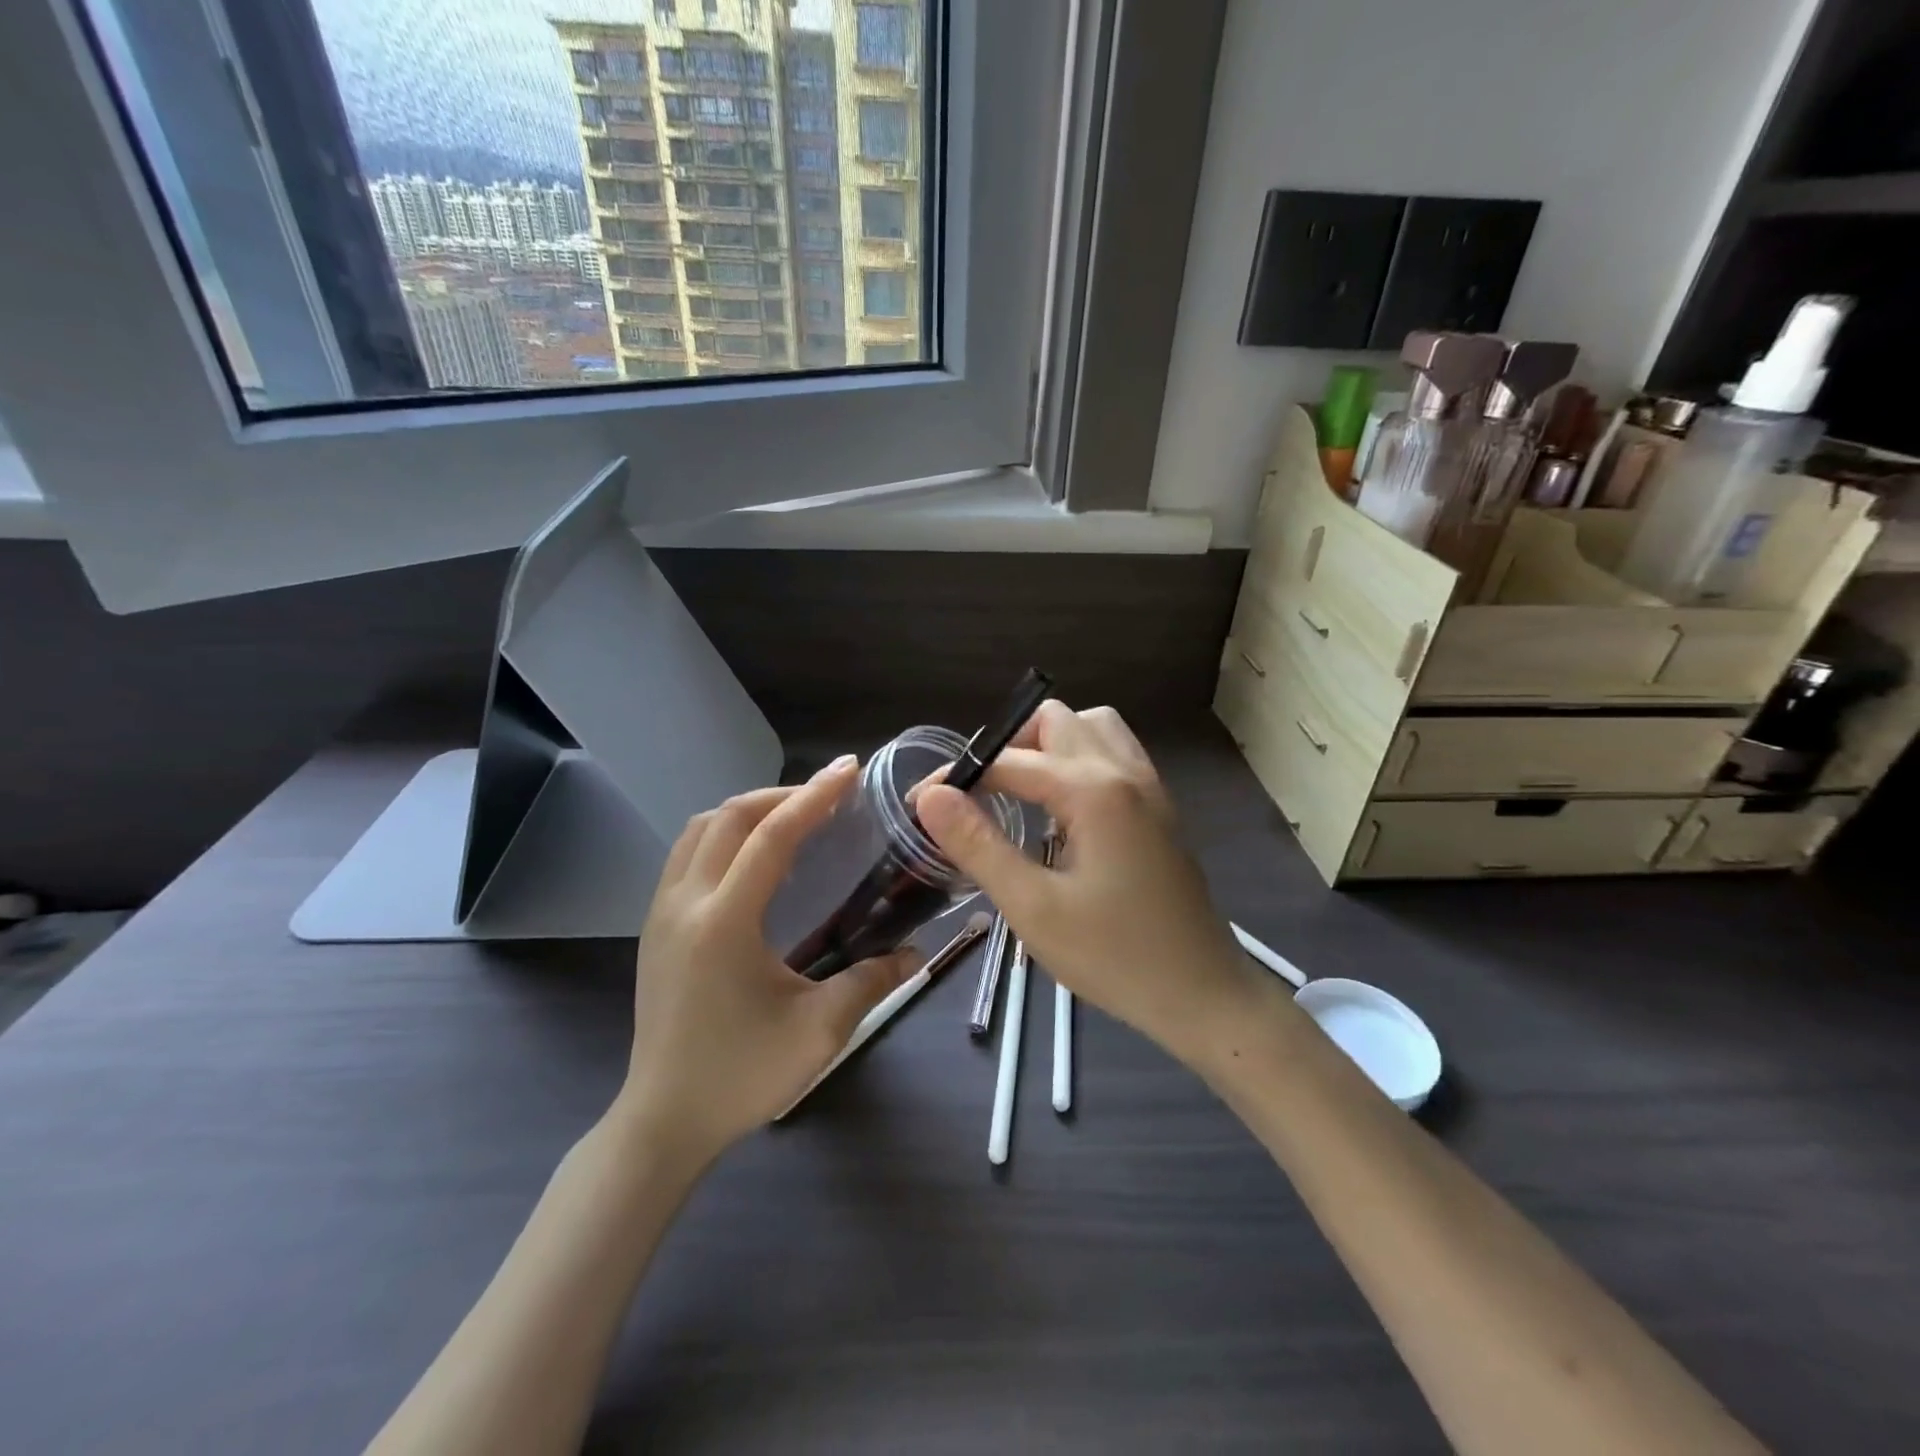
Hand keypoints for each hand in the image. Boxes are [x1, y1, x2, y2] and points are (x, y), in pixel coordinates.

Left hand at [618, 756, 918, 1158]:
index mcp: (724, 922)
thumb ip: (871, 981)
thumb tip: (916, 952)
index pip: (771, 836)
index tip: (850, 770)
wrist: (663, 1120)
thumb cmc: (741, 1076)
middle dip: (784, 795)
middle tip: (831, 796)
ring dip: (749, 811)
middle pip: (731, 817)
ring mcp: (661, 912)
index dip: (815, 797)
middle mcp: (685, 902)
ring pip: (700, 829)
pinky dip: (724, 834)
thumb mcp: (819, 1032)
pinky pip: (687, 853)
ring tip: (794, 818)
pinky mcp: (655, 925)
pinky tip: (754, 857)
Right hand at [917, 702, 1267, 1067]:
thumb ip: (979, 844)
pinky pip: (1114, 752)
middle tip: (978, 795)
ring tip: (1021, 792)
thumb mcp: (1032, 907)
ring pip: (1090, 727)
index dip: (957, 777)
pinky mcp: (1159, 806)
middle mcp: (1124, 771)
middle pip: (1053, 721)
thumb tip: (931, 796)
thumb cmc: (1114, 957)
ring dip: (1048, 745)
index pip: (1008, 760)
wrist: (1203, 994)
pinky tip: (1063, 808)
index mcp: (1092, 790)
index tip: (920, 804)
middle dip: (1006, 747)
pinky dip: (1079, 759)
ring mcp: (1149, 785)